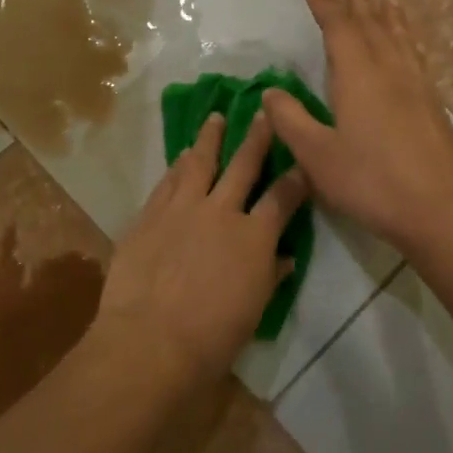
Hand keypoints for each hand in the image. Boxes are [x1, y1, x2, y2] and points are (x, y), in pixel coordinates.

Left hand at [94, 111, 309, 387]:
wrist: (150, 341)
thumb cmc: (212, 338)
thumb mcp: (253, 310)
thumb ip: (269, 275)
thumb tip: (284, 258)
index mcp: (254, 237)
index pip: (283, 197)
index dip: (296, 178)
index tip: (303, 162)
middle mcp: (221, 211)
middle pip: (243, 164)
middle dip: (257, 137)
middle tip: (262, 112)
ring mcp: (181, 209)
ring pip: (199, 162)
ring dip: (210, 138)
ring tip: (215, 118)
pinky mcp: (149, 215)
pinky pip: (167, 182)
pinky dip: (178, 166)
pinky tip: (181, 156)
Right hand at [262, 0, 452, 254]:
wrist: (439, 210)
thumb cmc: (370, 182)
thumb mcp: (317, 156)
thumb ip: (291, 121)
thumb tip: (271, 93)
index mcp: (359, 77)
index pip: (340, 29)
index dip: (327, 6)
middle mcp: (391, 72)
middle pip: (374, 27)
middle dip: (359, 4)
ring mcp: (418, 88)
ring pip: (401, 40)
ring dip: (390, 17)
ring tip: (387, 0)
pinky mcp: (434, 107)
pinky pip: (417, 58)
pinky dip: (409, 41)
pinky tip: (410, 50)